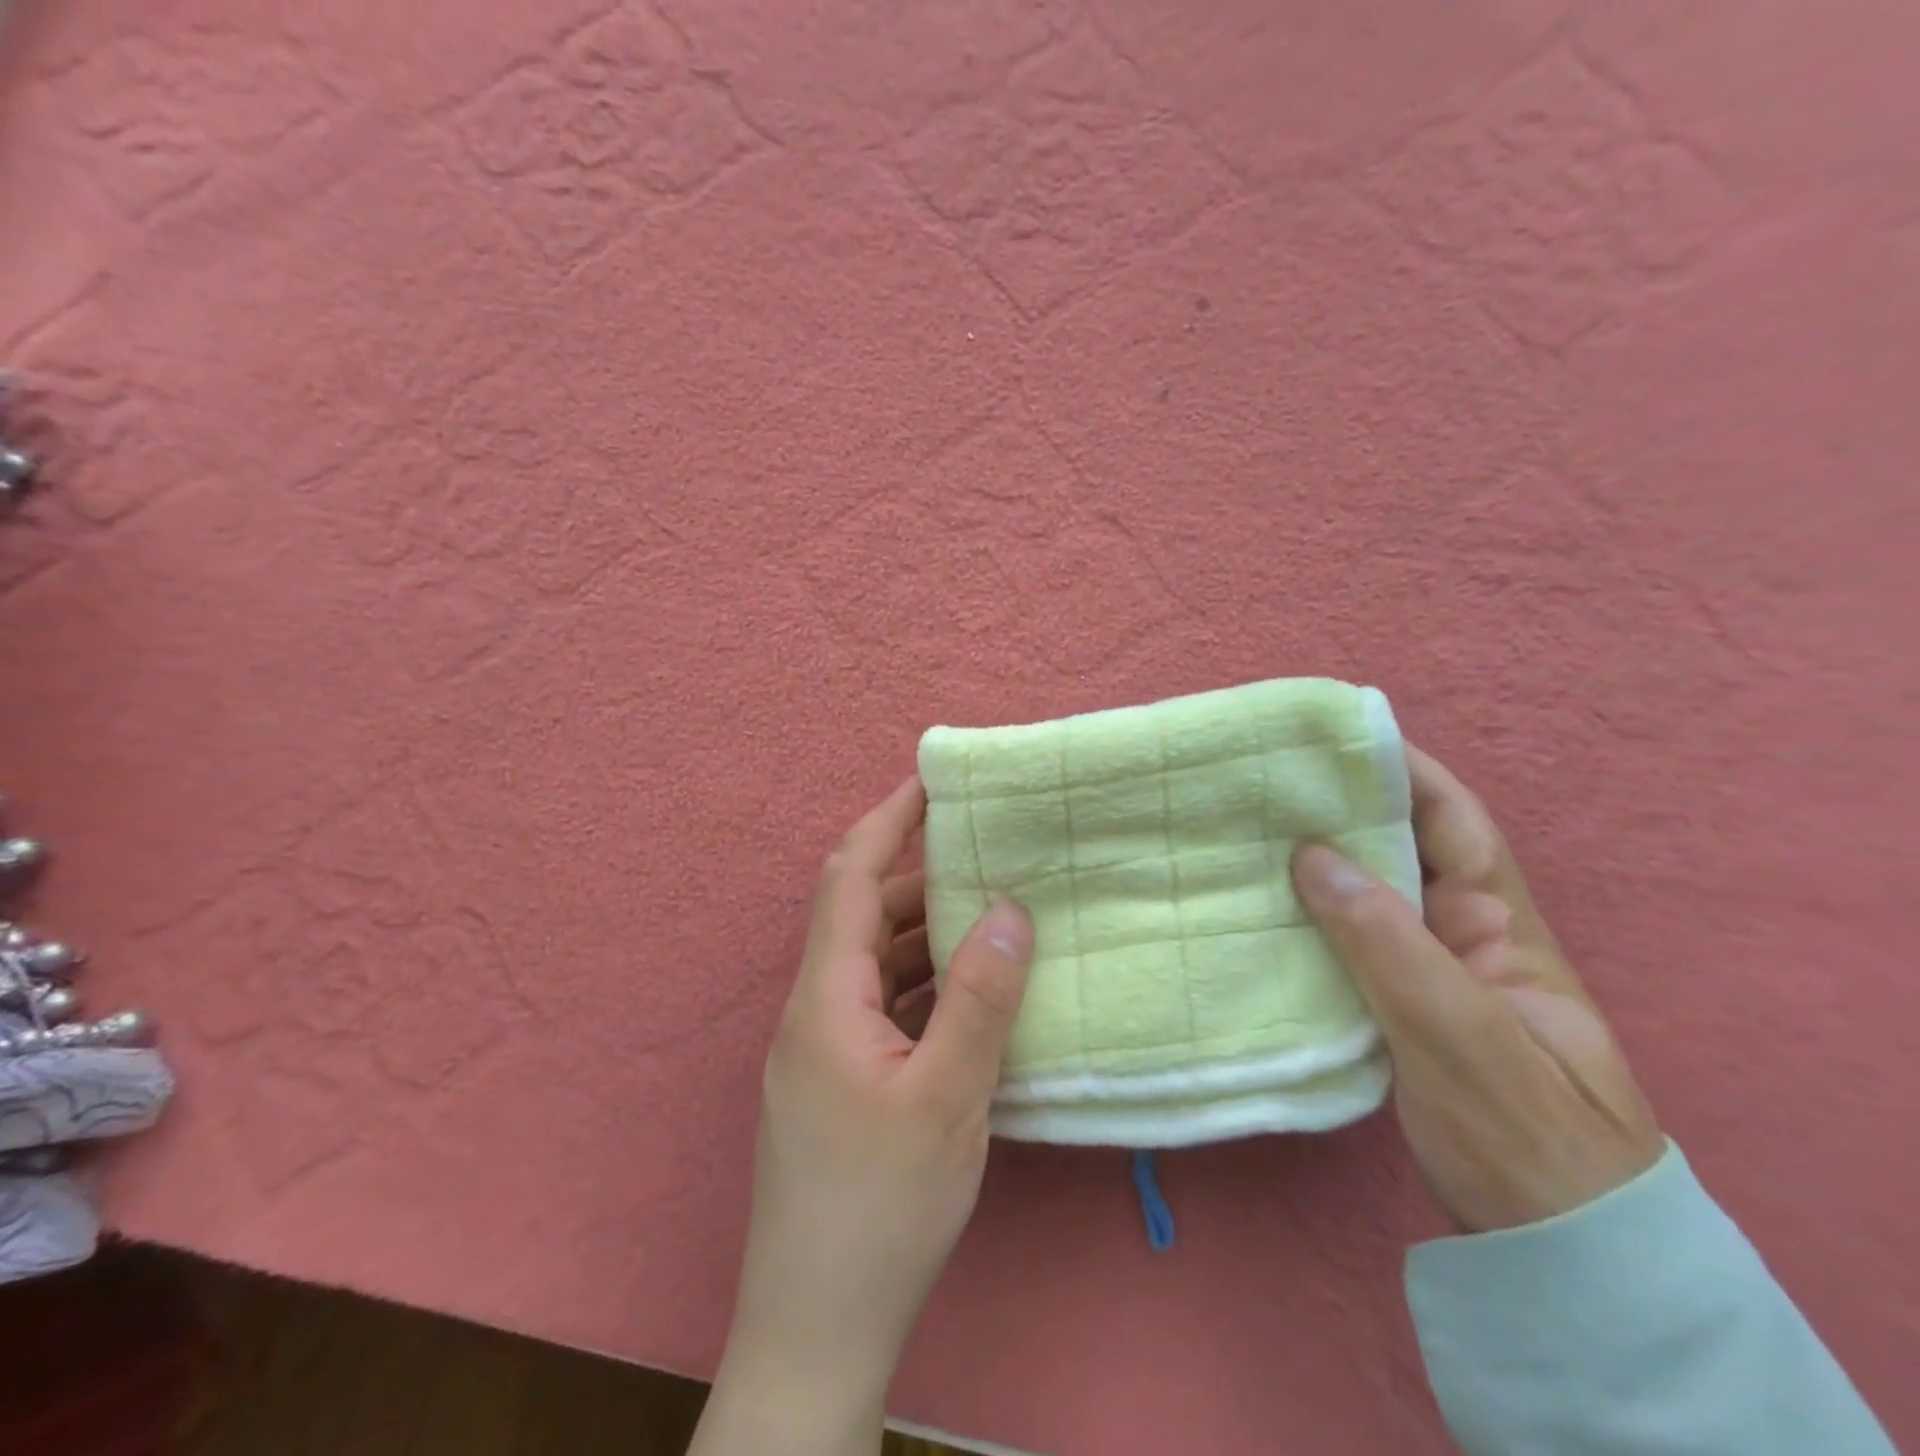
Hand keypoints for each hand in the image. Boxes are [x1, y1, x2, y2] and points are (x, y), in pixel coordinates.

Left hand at [693, 775, 1034, 1455]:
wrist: (816, 1328)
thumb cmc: (878, 1208)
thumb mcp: (946, 1097)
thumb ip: (979, 997)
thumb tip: (1010, 908)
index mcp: (825, 997)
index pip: (849, 876)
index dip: (887, 820)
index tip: (931, 781)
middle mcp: (816, 1009)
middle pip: (861, 914)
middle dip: (916, 874)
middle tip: (982, 849)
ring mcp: (825, 1048)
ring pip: (874, 962)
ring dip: (923, 931)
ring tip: (987, 910)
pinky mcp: (841, 1082)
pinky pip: (884, 1004)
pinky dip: (923, 981)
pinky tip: (969, 990)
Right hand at [1291, 746, 1663, 1232]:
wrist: (1550, 1245)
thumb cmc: (1522, 1132)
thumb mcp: (1458, 1032)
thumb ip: (1385, 940)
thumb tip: (1310, 854)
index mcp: (1497, 923)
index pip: (1453, 820)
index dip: (1403, 769)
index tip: (1335, 737)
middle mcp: (1459, 931)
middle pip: (1400, 849)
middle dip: (1341, 809)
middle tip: (1265, 783)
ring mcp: (1423, 969)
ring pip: (1365, 895)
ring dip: (1316, 861)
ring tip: (1247, 831)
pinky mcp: (1390, 1003)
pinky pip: (1343, 940)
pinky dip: (1304, 915)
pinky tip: (1258, 905)